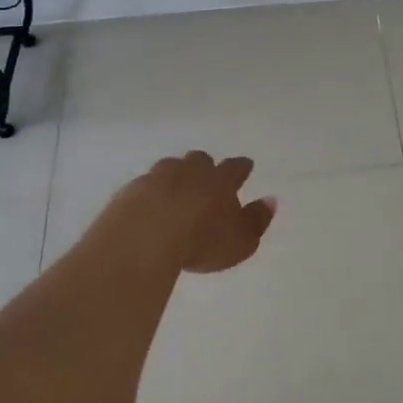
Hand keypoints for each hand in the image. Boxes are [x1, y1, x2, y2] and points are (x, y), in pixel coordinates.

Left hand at [92, 151, 277, 274]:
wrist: (144, 238)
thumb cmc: (202, 242)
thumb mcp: (241, 241)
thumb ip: (257, 221)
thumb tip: (271, 200)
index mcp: (220, 180)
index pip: (235, 168)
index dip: (241, 167)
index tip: (246, 166)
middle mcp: (190, 171)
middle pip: (200, 160)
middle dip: (205, 166)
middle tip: (207, 177)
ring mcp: (158, 177)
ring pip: (170, 167)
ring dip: (176, 175)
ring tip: (176, 189)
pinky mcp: (131, 190)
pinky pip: (145, 185)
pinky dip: (150, 192)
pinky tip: (149, 206)